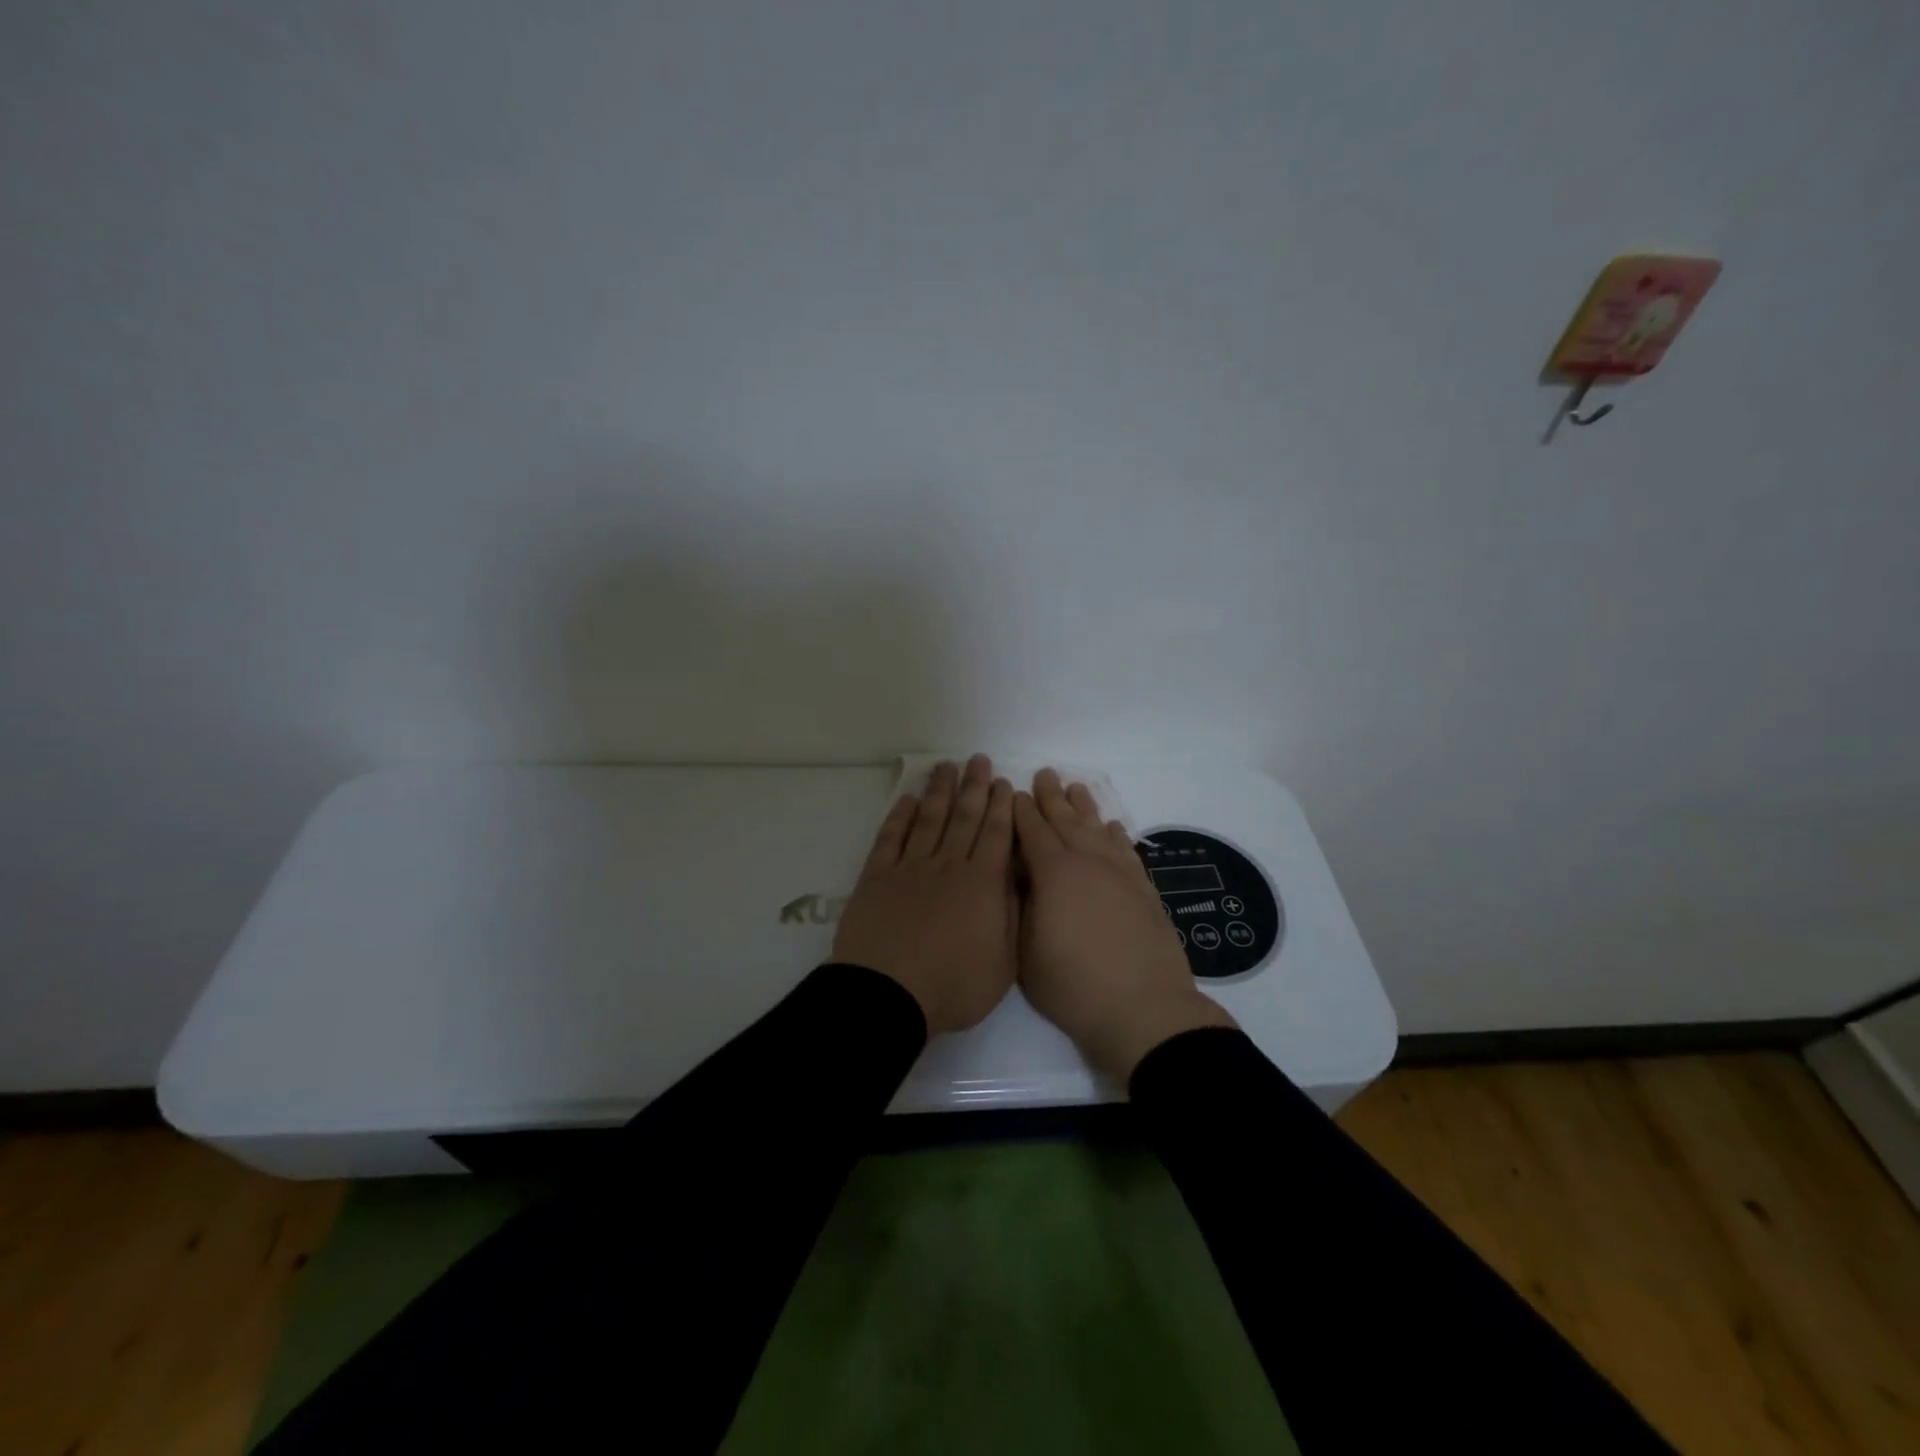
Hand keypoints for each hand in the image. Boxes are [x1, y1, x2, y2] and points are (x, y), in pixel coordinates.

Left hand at [833, 756, 1017, 1035]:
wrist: (887, 995)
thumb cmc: (952, 986)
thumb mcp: (1003, 964)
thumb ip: (1013, 917)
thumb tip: (1017, 880)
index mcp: (982, 884)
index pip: (996, 835)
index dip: (1000, 807)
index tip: (1003, 783)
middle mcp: (948, 866)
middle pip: (964, 818)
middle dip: (973, 787)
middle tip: (978, 759)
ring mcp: (910, 868)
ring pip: (929, 820)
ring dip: (939, 791)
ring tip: (946, 766)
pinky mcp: (877, 877)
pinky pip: (891, 838)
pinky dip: (900, 817)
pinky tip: (908, 800)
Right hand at [1014, 768, 1236, 1081]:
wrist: (1142, 1009)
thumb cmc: (1072, 985)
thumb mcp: (1025, 949)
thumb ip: (1022, 905)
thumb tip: (1022, 877)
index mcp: (1053, 873)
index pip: (1032, 831)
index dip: (1021, 811)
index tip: (1014, 792)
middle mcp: (1088, 862)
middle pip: (1066, 821)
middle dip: (1052, 797)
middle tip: (1045, 773)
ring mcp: (1120, 874)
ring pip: (1098, 829)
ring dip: (1085, 807)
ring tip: (1076, 787)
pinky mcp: (1143, 890)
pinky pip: (1127, 850)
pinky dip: (1117, 835)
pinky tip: (1113, 827)